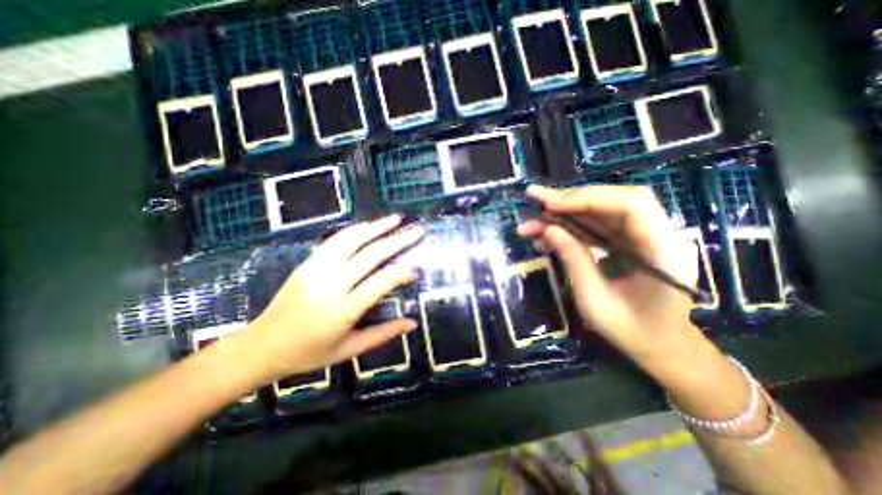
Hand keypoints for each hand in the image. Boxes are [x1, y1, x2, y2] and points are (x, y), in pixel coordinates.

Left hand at [238, 215, 422, 380]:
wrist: (260, 347)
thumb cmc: (309, 353)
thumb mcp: (350, 349)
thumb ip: (384, 333)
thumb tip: (413, 322)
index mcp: (343, 310)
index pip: (380, 283)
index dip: (402, 272)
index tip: (416, 268)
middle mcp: (330, 285)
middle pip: (370, 255)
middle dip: (397, 240)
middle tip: (417, 231)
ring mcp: (316, 270)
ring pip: (351, 240)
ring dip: (376, 227)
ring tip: (396, 219)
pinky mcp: (307, 264)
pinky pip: (334, 241)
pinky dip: (355, 231)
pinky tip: (369, 226)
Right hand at [519, 185, 703, 362]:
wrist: (660, 346)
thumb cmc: (631, 331)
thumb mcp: (594, 301)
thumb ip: (573, 260)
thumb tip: (548, 229)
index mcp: (663, 252)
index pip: (631, 204)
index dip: (588, 198)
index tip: (551, 206)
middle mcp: (660, 235)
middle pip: (614, 200)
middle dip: (570, 199)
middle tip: (534, 198)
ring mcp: (645, 236)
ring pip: (602, 210)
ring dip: (566, 212)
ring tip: (533, 220)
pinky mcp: (630, 241)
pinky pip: (598, 224)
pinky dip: (571, 225)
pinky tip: (547, 233)